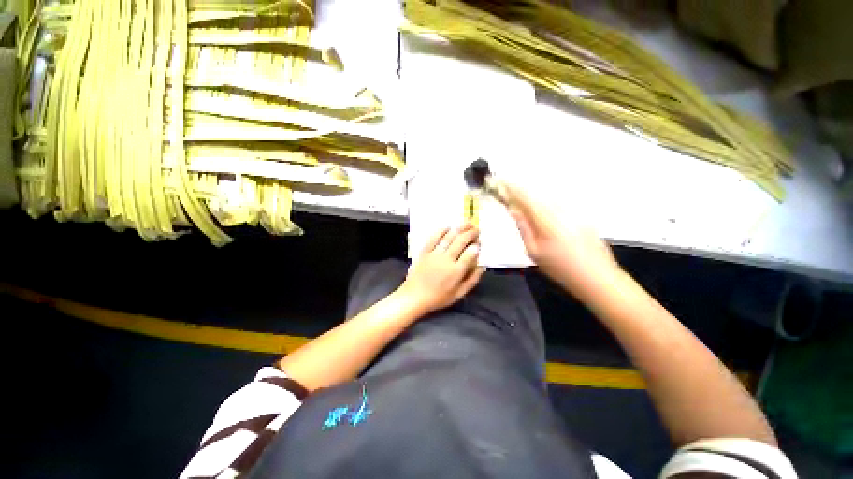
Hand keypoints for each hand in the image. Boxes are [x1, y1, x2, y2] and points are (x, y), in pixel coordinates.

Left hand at [397, 224, 483, 314]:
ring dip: (459, 228)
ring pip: (449, 237)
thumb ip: (472, 280)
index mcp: (456, 272)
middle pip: (461, 242)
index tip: (479, 242)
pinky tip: (447, 226)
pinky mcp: (424, 252)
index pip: (470, 254)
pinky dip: (440, 231)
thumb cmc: (438, 298)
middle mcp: (446, 260)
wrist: (414, 297)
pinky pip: (433, 238)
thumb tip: (482, 267)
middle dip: (471, 233)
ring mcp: (434, 254)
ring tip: (467, 223)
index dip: (476, 246)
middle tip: (476, 229)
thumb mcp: (458, 294)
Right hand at [503, 182, 620, 301]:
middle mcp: (561, 210)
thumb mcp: (534, 252)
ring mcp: (573, 211)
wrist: (597, 276)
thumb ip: (523, 228)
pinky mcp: (580, 214)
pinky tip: (539, 206)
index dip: (512, 189)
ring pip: (547, 197)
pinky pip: (557, 202)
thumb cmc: (560, 268)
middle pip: (536, 194)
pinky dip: (544, 201)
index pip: (526, 198)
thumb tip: (513, 210)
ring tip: (519, 197)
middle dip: (520, 190)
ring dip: (532, 195)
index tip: (500, 183)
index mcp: (547, 220)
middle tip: (506, 188)